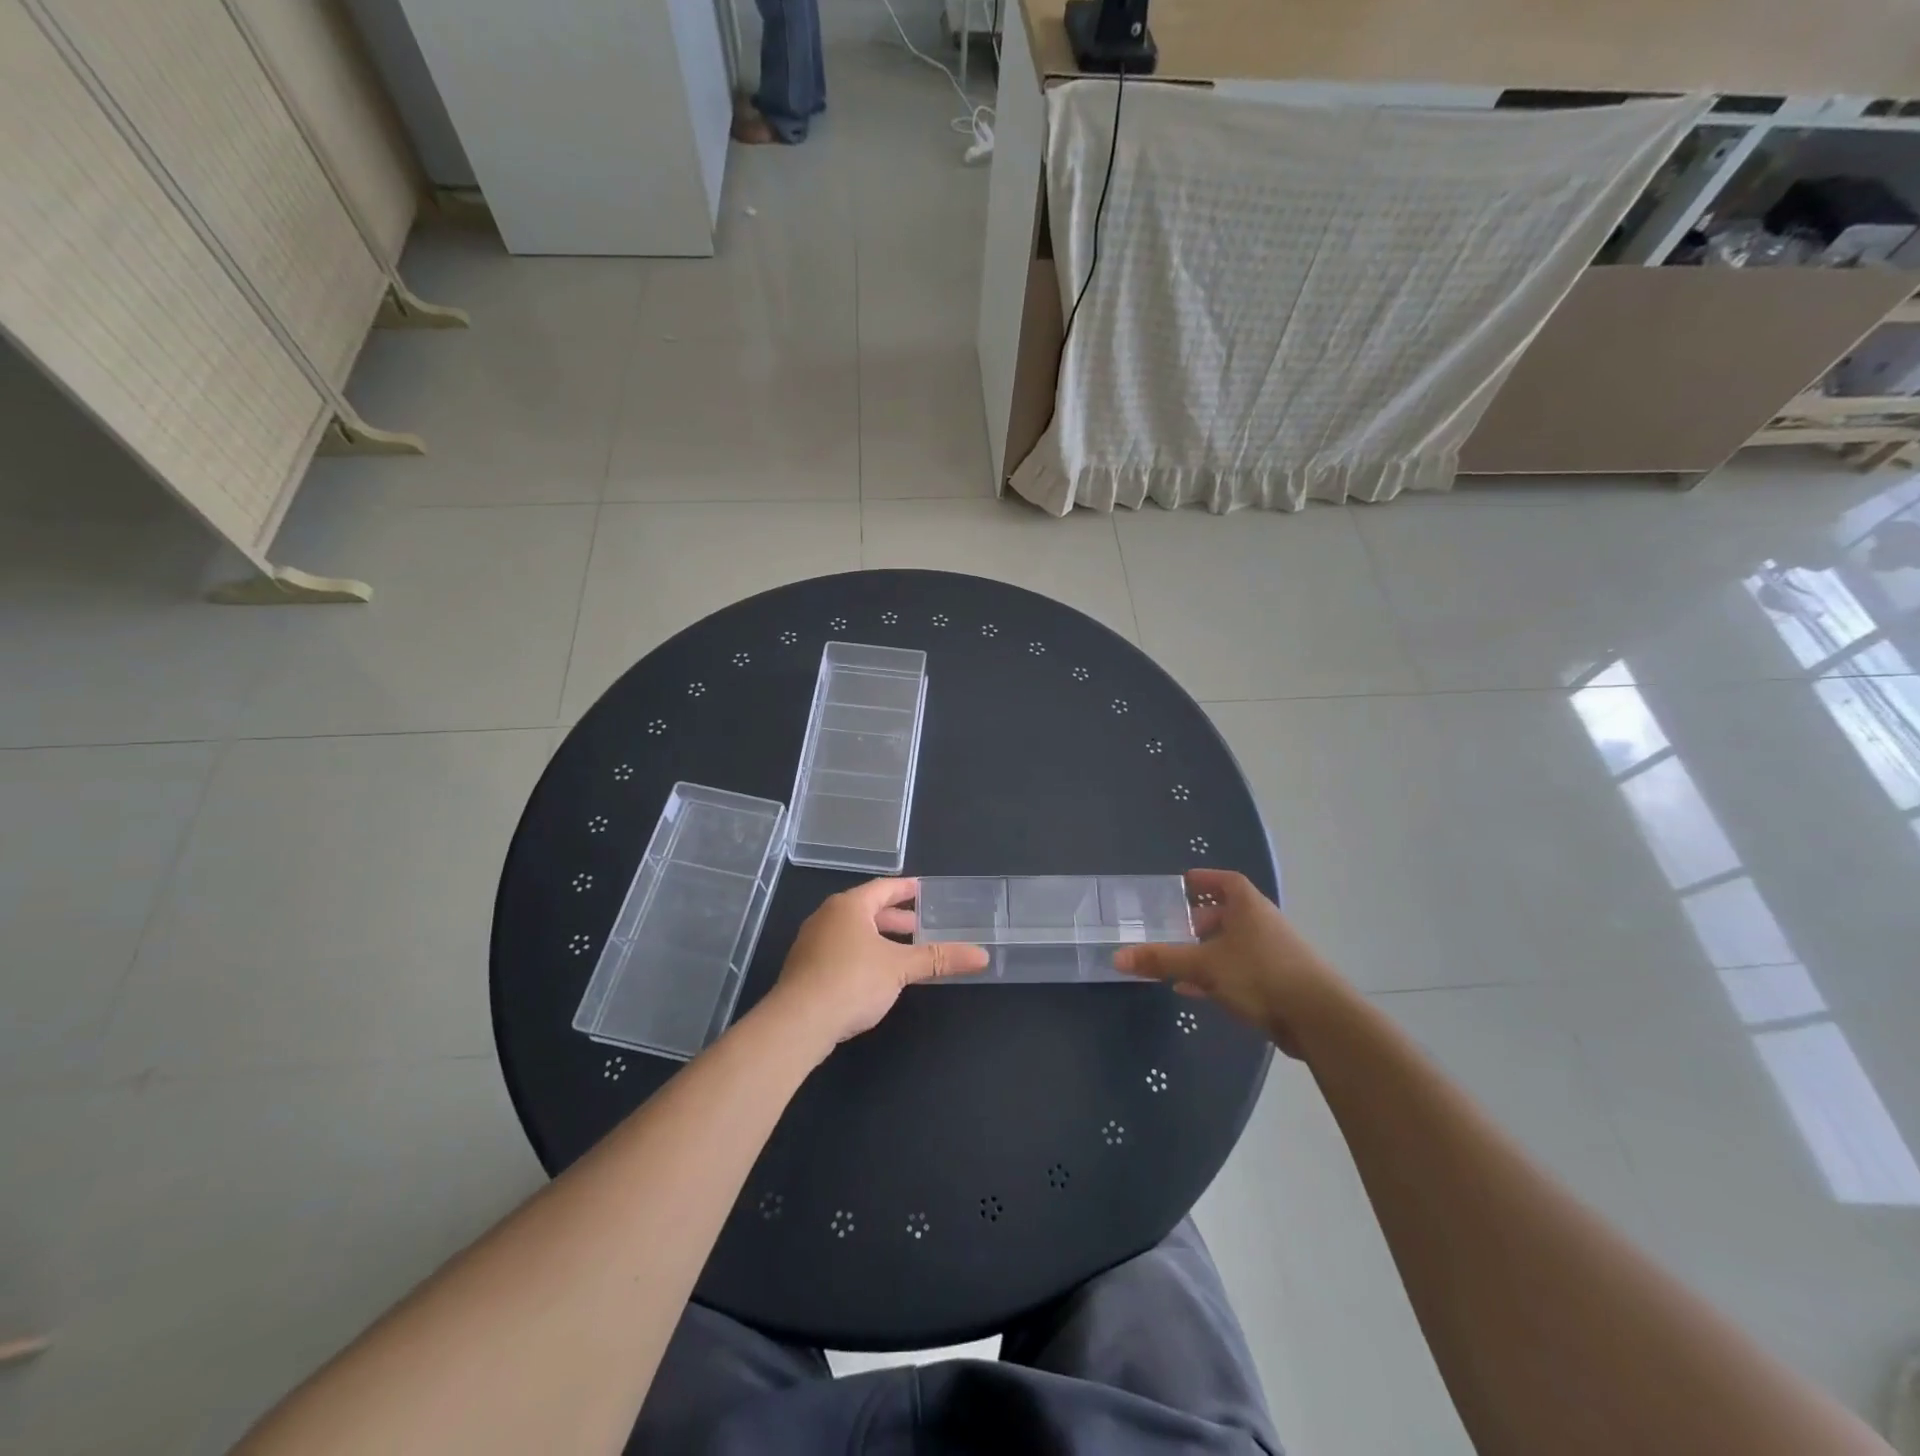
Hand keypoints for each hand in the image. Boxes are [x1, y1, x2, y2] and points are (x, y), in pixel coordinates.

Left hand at [766, 878, 988, 1053]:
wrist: (798, 1022)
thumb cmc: (851, 981)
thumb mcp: (900, 968)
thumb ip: (939, 959)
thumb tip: (982, 955)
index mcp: (849, 906)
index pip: (883, 888)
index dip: (905, 889)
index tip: (923, 890)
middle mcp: (827, 916)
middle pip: (866, 909)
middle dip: (894, 918)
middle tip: (920, 925)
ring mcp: (812, 942)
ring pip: (852, 932)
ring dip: (878, 937)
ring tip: (902, 951)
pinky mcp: (805, 968)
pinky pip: (840, 950)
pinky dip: (862, 953)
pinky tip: (875, 974)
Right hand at [1113, 869, 1343, 1058]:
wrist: (1319, 1019)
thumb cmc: (1259, 975)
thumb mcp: (1203, 966)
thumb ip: (1162, 960)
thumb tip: (1117, 956)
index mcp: (1248, 906)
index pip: (1224, 881)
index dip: (1204, 880)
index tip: (1182, 883)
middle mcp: (1263, 922)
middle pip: (1227, 913)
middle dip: (1199, 920)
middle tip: (1172, 928)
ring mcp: (1274, 952)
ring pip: (1233, 944)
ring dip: (1207, 950)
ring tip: (1178, 961)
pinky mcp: (1279, 981)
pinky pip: (1240, 970)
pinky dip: (1218, 974)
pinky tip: (1196, 990)